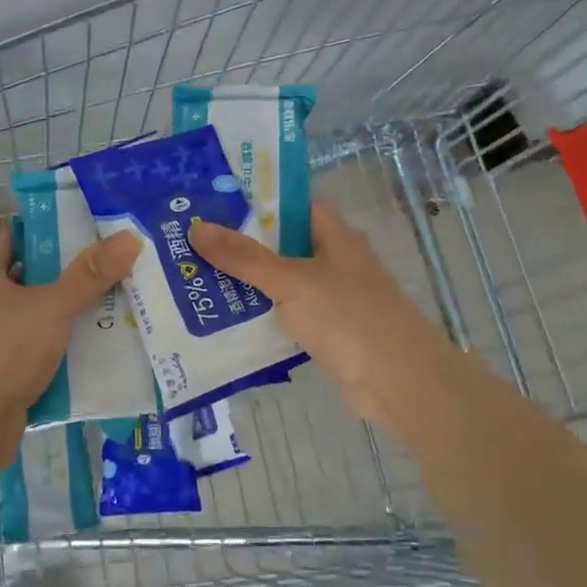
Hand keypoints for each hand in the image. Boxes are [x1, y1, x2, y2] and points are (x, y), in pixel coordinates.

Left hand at [0, 227, 140, 483]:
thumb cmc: (0, 351)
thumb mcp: (51, 307)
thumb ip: (90, 274)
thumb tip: (129, 237)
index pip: (13, 237)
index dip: (49, 232)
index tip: (89, 233)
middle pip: (28, 280)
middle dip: (69, 278)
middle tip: (113, 272)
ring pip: (34, 322)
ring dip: (68, 320)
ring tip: (114, 311)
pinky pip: (34, 358)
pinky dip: (60, 357)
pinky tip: (95, 356)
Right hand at [188, 203, 464, 451]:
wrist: (401, 384)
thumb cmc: (350, 319)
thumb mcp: (292, 282)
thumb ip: (244, 257)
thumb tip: (196, 229)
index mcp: (332, 234)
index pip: (286, 205)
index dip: (249, 202)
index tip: (206, 204)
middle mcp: (331, 259)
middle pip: (277, 244)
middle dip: (237, 245)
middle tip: (185, 242)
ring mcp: (328, 297)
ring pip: (277, 281)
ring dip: (243, 283)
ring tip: (190, 277)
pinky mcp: (324, 331)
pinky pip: (282, 315)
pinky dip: (257, 315)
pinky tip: (219, 318)